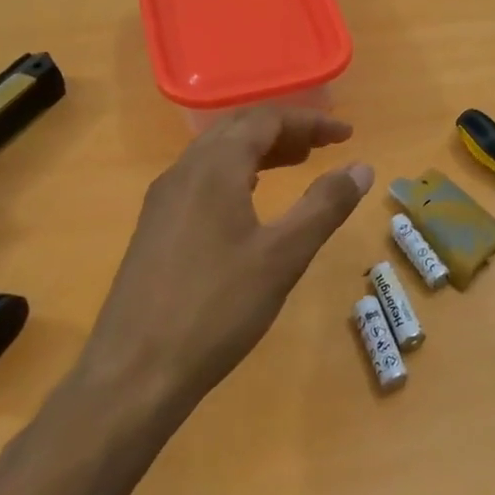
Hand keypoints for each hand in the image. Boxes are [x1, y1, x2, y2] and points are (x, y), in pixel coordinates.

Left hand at [75, 106, 372, 420]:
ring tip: (297, 164)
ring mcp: (163, 201)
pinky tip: (252, 199)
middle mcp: (184, 173)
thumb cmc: (217, 308)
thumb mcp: (284, 255)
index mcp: (214, 169)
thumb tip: (361, 167)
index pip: (266, 119)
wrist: (133, 375)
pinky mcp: (155, 229)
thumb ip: (325, 205)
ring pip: (217, 153)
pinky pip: (202, 178)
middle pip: (238, 128)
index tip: (347, 135)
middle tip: (324, 146)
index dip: (310, 121)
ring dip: (260, 150)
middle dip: (285, 130)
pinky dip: (237, 173)